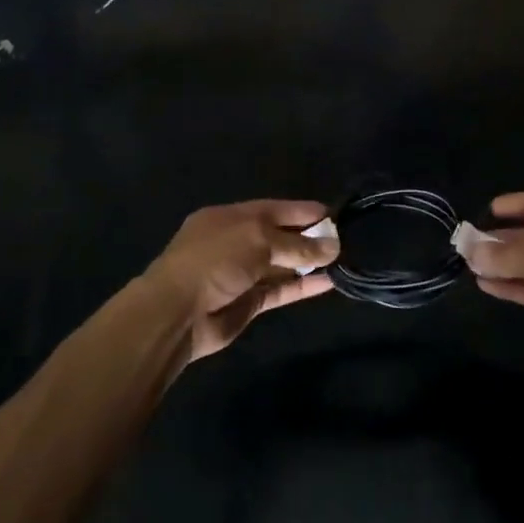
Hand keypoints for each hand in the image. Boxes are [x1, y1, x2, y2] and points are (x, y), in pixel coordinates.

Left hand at [143, 200, 339, 364]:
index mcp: (233, 217)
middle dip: (310, 237)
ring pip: (282, 264)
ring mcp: (243, 273)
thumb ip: (297, 244)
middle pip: (281, 235)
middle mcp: (238, 241)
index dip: (305, 211)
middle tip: (346, 239)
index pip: (277, 209)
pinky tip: (329, 283)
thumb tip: (333, 246)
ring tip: (344, 260)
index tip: (336, 215)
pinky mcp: (249, 302)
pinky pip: (281, 290)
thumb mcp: (258, 240)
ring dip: (310, 263)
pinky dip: (303, 286)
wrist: (177, 314)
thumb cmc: (215, 261)